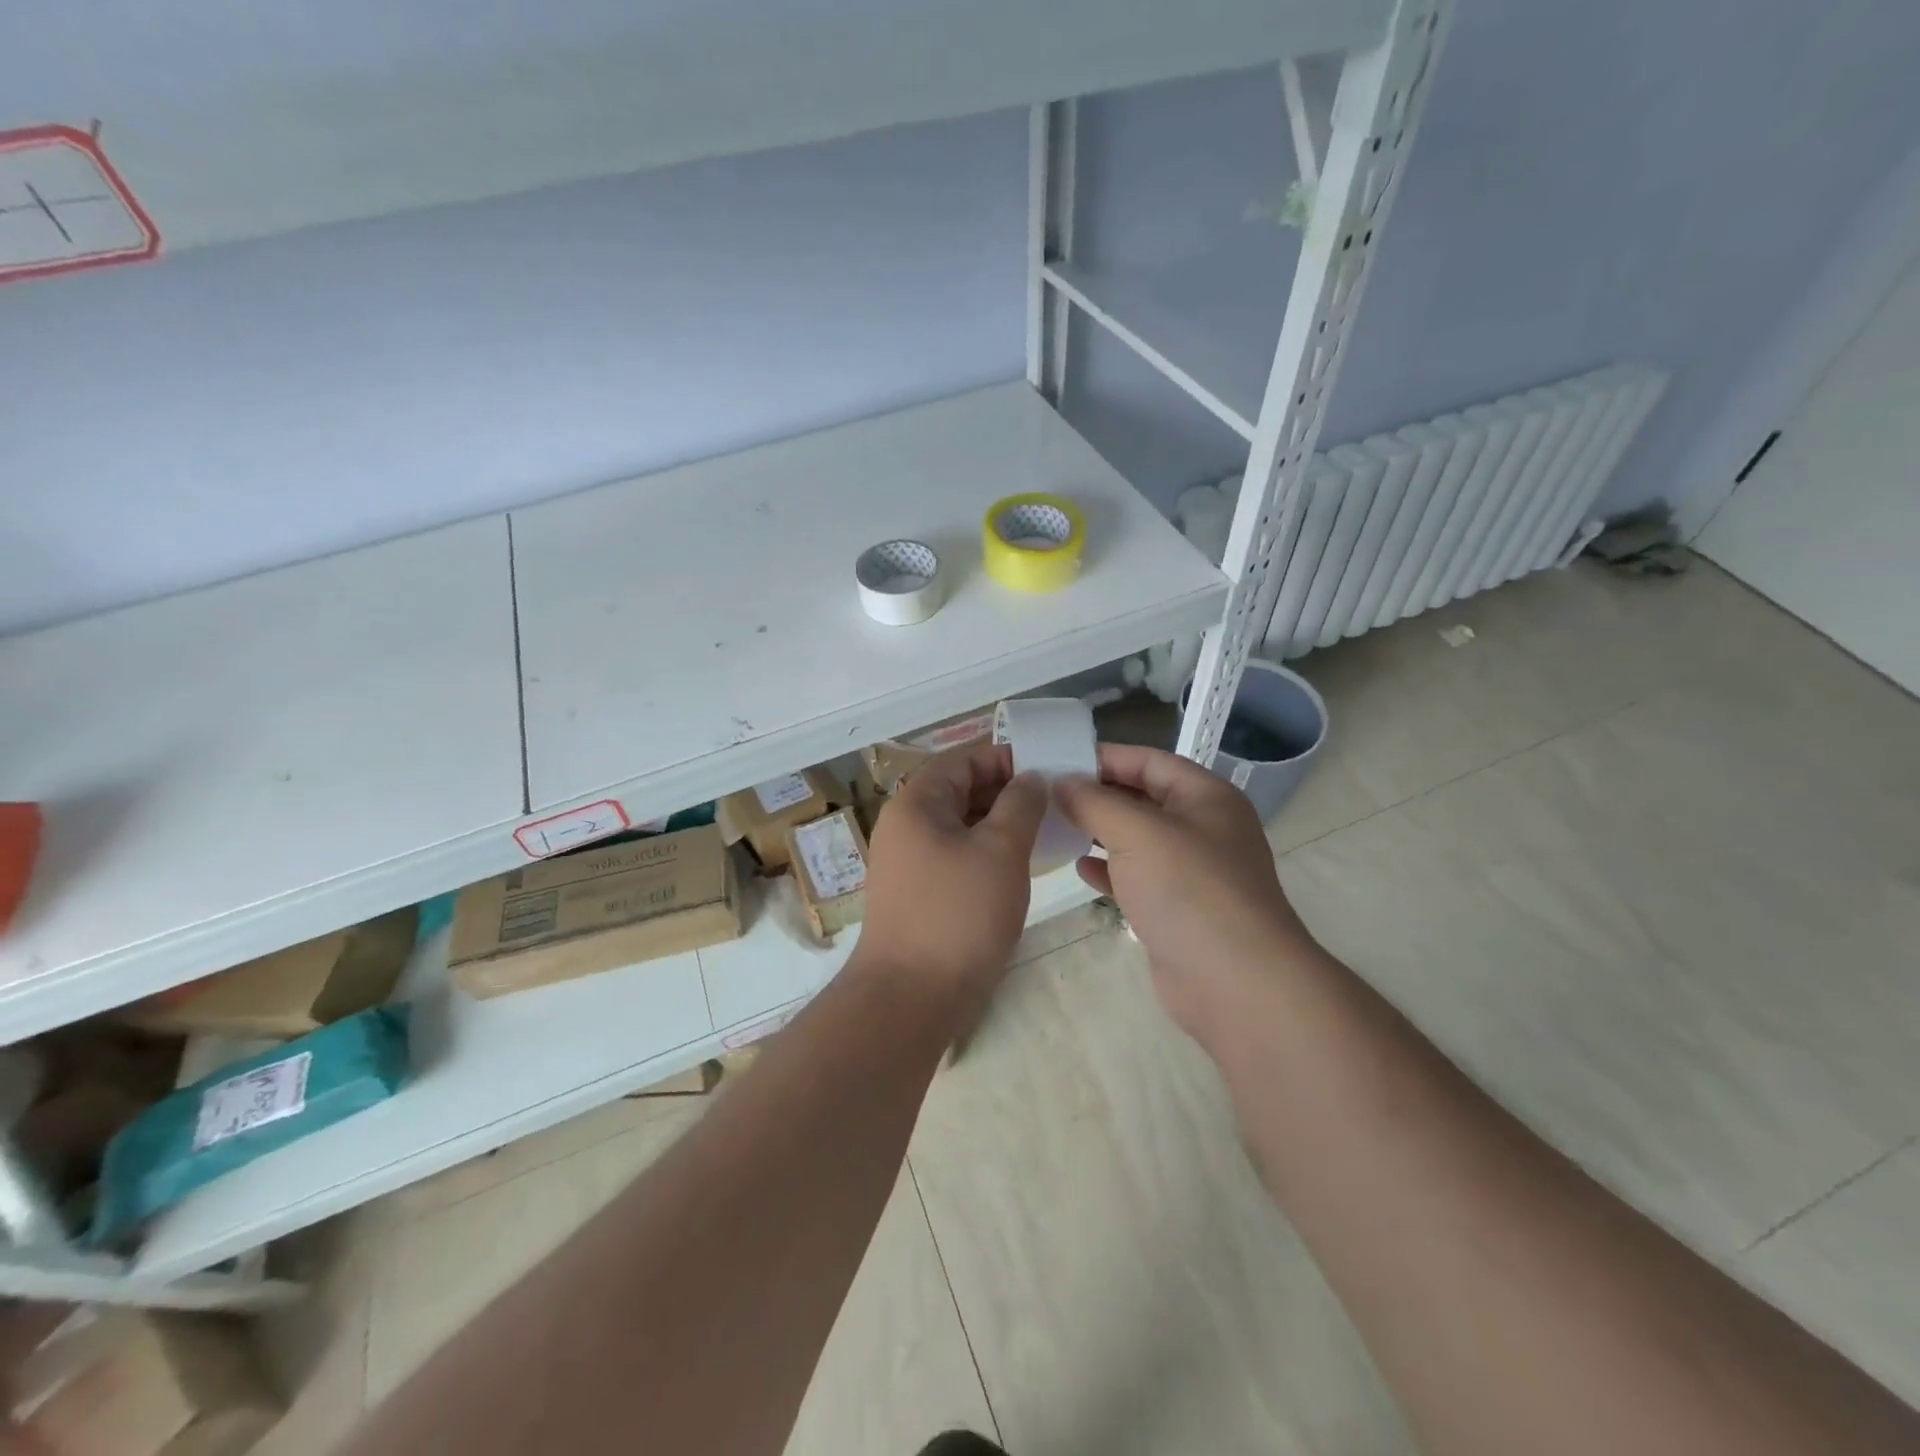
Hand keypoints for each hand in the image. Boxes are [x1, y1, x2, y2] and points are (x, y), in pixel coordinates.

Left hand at [860, 743, 1046, 1010]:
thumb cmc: (958, 914)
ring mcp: (909, 861)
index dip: (1005, 758)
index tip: (1048, 769)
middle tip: (1055, 802)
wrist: (910, 997)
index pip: (963, 759)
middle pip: (960, 790)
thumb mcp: (1000, 851)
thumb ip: (1020, 805)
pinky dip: (986, 852)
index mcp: (916, 803)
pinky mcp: (918, 893)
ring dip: (1000, 823)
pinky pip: (956, 855)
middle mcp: (906, 825)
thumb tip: (1030, 778)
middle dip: (1007, 791)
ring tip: (1045, 830)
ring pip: (961, 825)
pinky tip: (1019, 865)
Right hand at [1055, 744, 1320, 1038]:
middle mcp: (1203, 828)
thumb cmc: (1189, 890)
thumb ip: (1094, 802)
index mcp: (1206, 797)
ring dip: (1098, 831)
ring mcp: (1192, 872)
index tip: (1058, 759)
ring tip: (1054, 826)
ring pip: (1138, 839)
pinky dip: (1109, 870)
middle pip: (1143, 798)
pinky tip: (1080, 868)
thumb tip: (1061, 782)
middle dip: (1097, 794)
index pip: (1150, 761)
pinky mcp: (1178, 910)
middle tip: (1046, 793)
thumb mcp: (1137, 832)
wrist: (1236, 984)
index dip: (1105, 757)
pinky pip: (1137, 878)